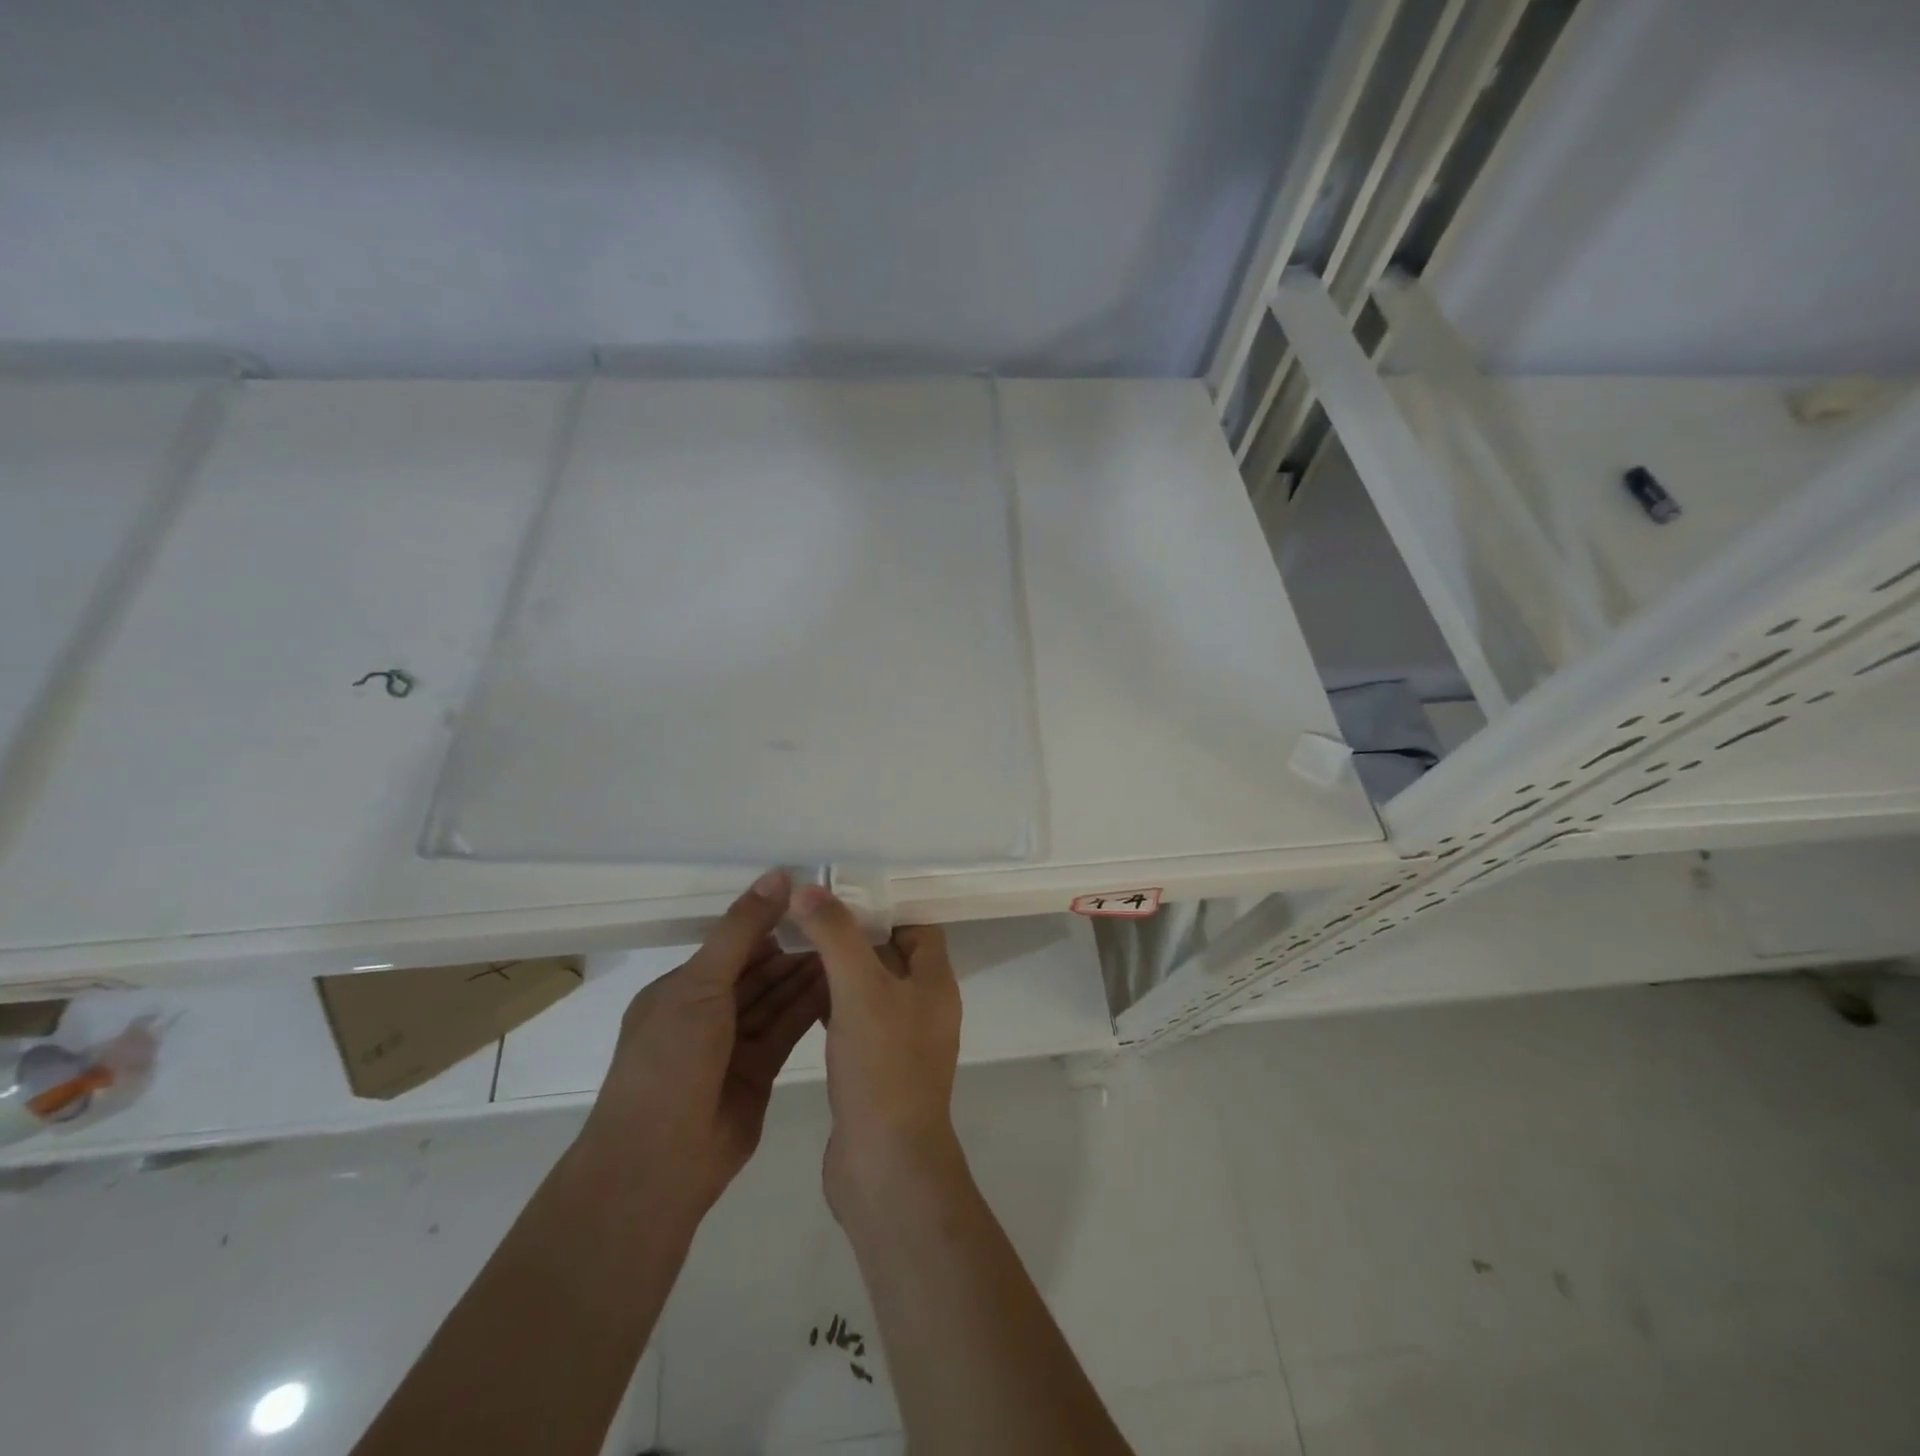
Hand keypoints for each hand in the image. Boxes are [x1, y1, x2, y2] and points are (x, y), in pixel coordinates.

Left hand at [581, 870, 826, 1225]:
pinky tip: (840, 983)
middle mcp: (706, 1013)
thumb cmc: (672, 1061)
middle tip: (840, 923)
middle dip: (793, 949)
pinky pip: (786, 1028)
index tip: (811, 901)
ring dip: (806, 975)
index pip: (731, 945)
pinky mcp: (758, 1071)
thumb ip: (742, 930)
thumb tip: (777, 875)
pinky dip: (810, 1007)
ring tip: (848, 947)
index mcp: (680, 989)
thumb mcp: (701, 984)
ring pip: (775, 999)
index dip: (768, 922)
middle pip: (757, 972)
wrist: (660, 1163)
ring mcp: (732, 1045)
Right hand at [790, 887, 963, 1220]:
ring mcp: (901, 1042)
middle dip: (854, 936)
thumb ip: (836, 936)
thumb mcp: (859, 990)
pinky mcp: (876, 1070)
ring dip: (840, 970)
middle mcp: (924, 1008)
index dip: (884, 908)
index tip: (841, 896)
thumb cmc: (882, 1067)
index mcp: (934, 984)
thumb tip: (809, 888)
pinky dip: (832, 1006)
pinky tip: (798, 998)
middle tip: (809, 917)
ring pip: (871, 990)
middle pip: (892, 956)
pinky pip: (856, 1023)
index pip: (918, 927)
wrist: (885, 1166)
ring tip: (796, 948)